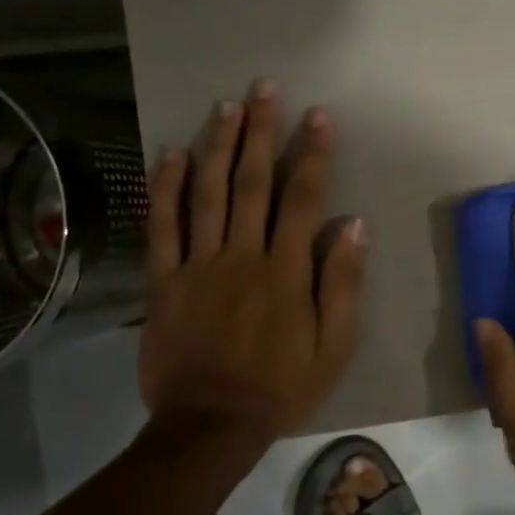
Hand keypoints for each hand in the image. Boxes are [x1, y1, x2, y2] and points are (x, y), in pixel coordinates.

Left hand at [138, 81, 367, 445]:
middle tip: (265, 88)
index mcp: (285, 271)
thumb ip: (342, 283)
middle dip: (261, 131)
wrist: (210, 426)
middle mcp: (241, 255)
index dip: (312, 153)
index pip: (301, 198)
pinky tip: (170, 154)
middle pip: (250, 182)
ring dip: (217, 145)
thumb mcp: (334, 346)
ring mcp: (197, 265)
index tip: (318, 115)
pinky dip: (164, 188)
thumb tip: (353, 224)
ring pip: (205, 193)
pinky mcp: (163, 281)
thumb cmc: (282, 386)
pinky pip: (161, 227)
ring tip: (226, 106)